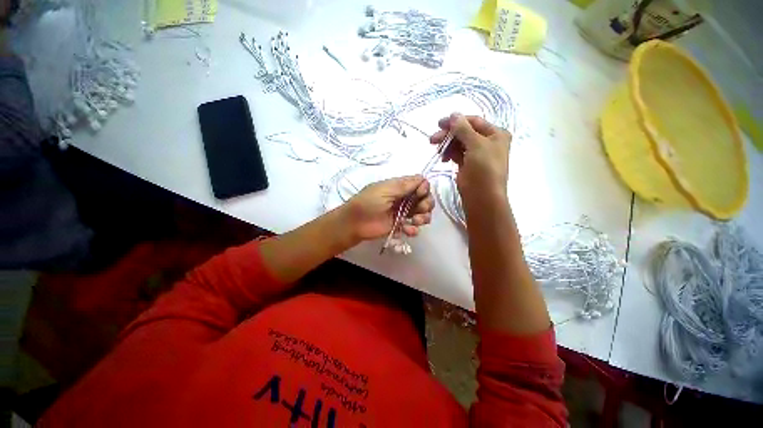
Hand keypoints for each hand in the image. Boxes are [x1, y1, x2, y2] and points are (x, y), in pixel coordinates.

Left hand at [342, 175, 433, 241]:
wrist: (355, 223)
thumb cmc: (368, 202)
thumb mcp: (385, 190)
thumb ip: (404, 185)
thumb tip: (423, 179)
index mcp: (399, 187)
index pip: (420, 184)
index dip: (424, 189)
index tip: (420, 194)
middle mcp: (404, 198)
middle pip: (425, 199)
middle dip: (427, 204)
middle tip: (420, 210)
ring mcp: (403, 213)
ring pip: (423, 213)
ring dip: (423, 217)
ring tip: (415, 221)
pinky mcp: (400, 226)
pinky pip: (414, 227)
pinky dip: (414, 229)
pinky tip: (408, 230)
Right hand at [430, 113, 511, 205]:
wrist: (482, 196)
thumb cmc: (484, 168)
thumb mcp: (476, 145)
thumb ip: (463, 129)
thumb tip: (454, 114)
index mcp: (496, 134)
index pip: (474, 121)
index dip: (457, 121)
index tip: (439, 123)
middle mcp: (487, 142)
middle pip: (464, 132)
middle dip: (449, 134)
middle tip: (433, 139)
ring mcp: (477, 154)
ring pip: (459, 143)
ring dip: (447, 145)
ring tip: (437, 150)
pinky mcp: (467, 164)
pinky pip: (457, 154)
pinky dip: (449, 154)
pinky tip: (443, 158)